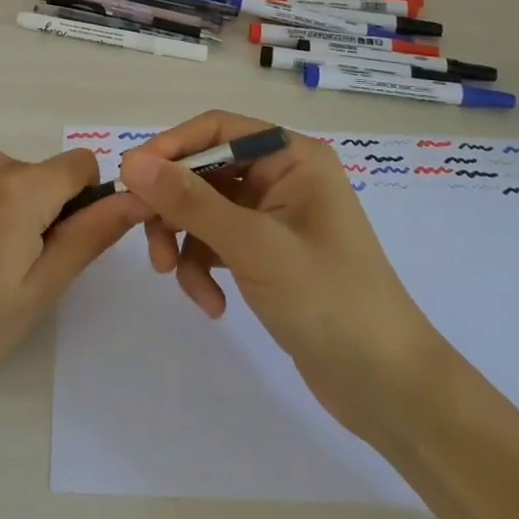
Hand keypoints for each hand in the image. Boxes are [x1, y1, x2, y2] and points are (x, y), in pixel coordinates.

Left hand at [0, 147, 143, 436]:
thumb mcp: (39, 291)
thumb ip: (90, 236)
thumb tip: (136, 197)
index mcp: (20, 187)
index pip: (83, 165)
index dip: (86, 203)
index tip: (61, 246)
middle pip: (46, 175)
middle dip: (46, 213)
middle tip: (16, 271)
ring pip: (16, 177)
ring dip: (15, 210)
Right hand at [118, 111, 441, 432]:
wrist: (388, 388)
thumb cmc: (328, 300)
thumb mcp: (252, 245)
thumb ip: (190, 201)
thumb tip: (131, 162)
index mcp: (292, 157)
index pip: (216, 130)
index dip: (170, 149)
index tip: (130, 179)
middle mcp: (283, 177)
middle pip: (205, 171)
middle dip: (174, 208)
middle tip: (148, 242)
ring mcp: (275, 217)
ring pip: (205, 210)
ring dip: (186, 244)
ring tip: (180, 282)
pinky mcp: (269, 253)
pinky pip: (218, 243)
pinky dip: (206, 268)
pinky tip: (212, 304)